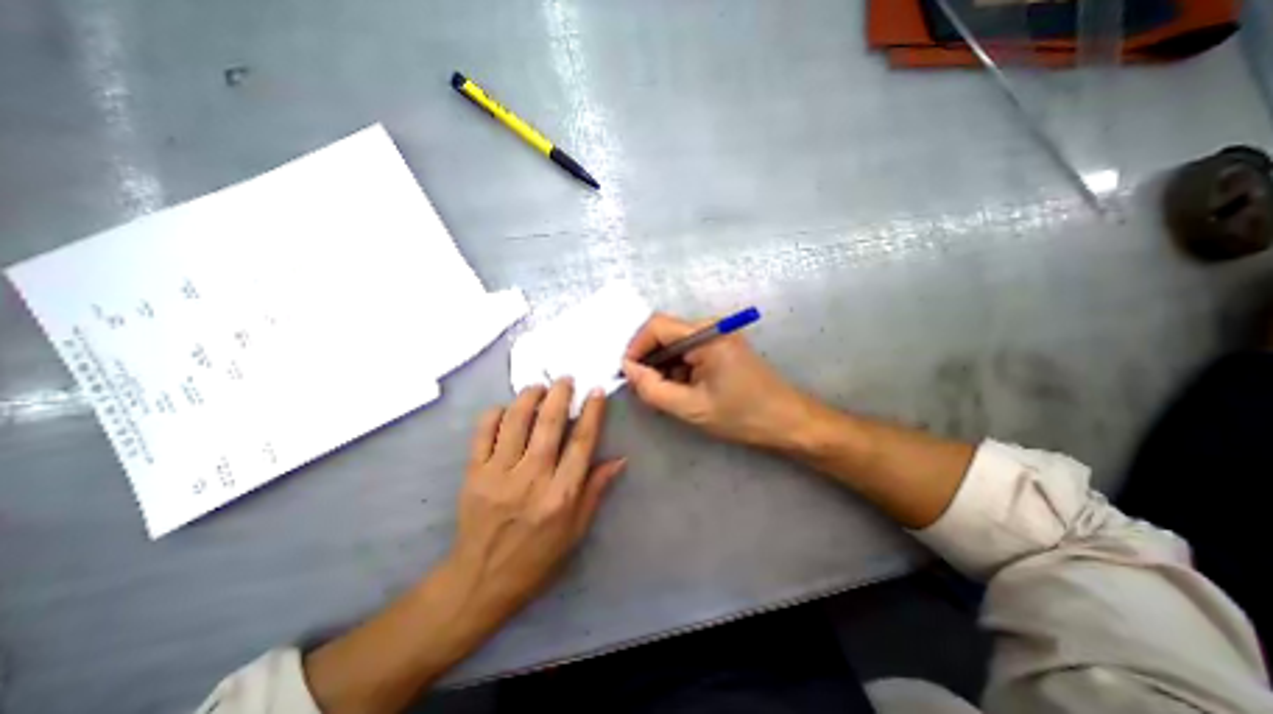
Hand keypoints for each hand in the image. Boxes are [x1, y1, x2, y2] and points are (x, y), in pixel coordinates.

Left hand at [447, 378, 623, 618]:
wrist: (481, 580)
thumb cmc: (537, 558)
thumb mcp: (576, 530)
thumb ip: (596, 490)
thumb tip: (619, 459)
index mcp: (561, 495)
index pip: (581, 443)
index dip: (592, 413)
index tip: (596, 392)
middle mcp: (531, 479)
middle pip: (548, 425)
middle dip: (560, 395)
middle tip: (566, 379)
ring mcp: (498, 475)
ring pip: (515, 422)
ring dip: (529, 397)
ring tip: (538, 387)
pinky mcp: (473, 475)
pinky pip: (483, 433)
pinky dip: (495, 413)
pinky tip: (505, 407)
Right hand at [621, 311, 810, 449]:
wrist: (787, 421)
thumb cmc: (742, 415)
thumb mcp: (691, 408)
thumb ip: (653, 389)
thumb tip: (628, 370)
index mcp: (706, 335)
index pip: (656, 326)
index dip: (635, 347)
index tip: (627, 374)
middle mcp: (711, 326)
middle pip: (665, 334)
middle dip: (649, 360)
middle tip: (643, 389)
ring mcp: (718, 334)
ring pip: (675, 344)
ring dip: (663, 367)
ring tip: (663, 394)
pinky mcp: (721, 345)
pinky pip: (688, 351)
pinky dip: (677, 369)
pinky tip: (680, 390)